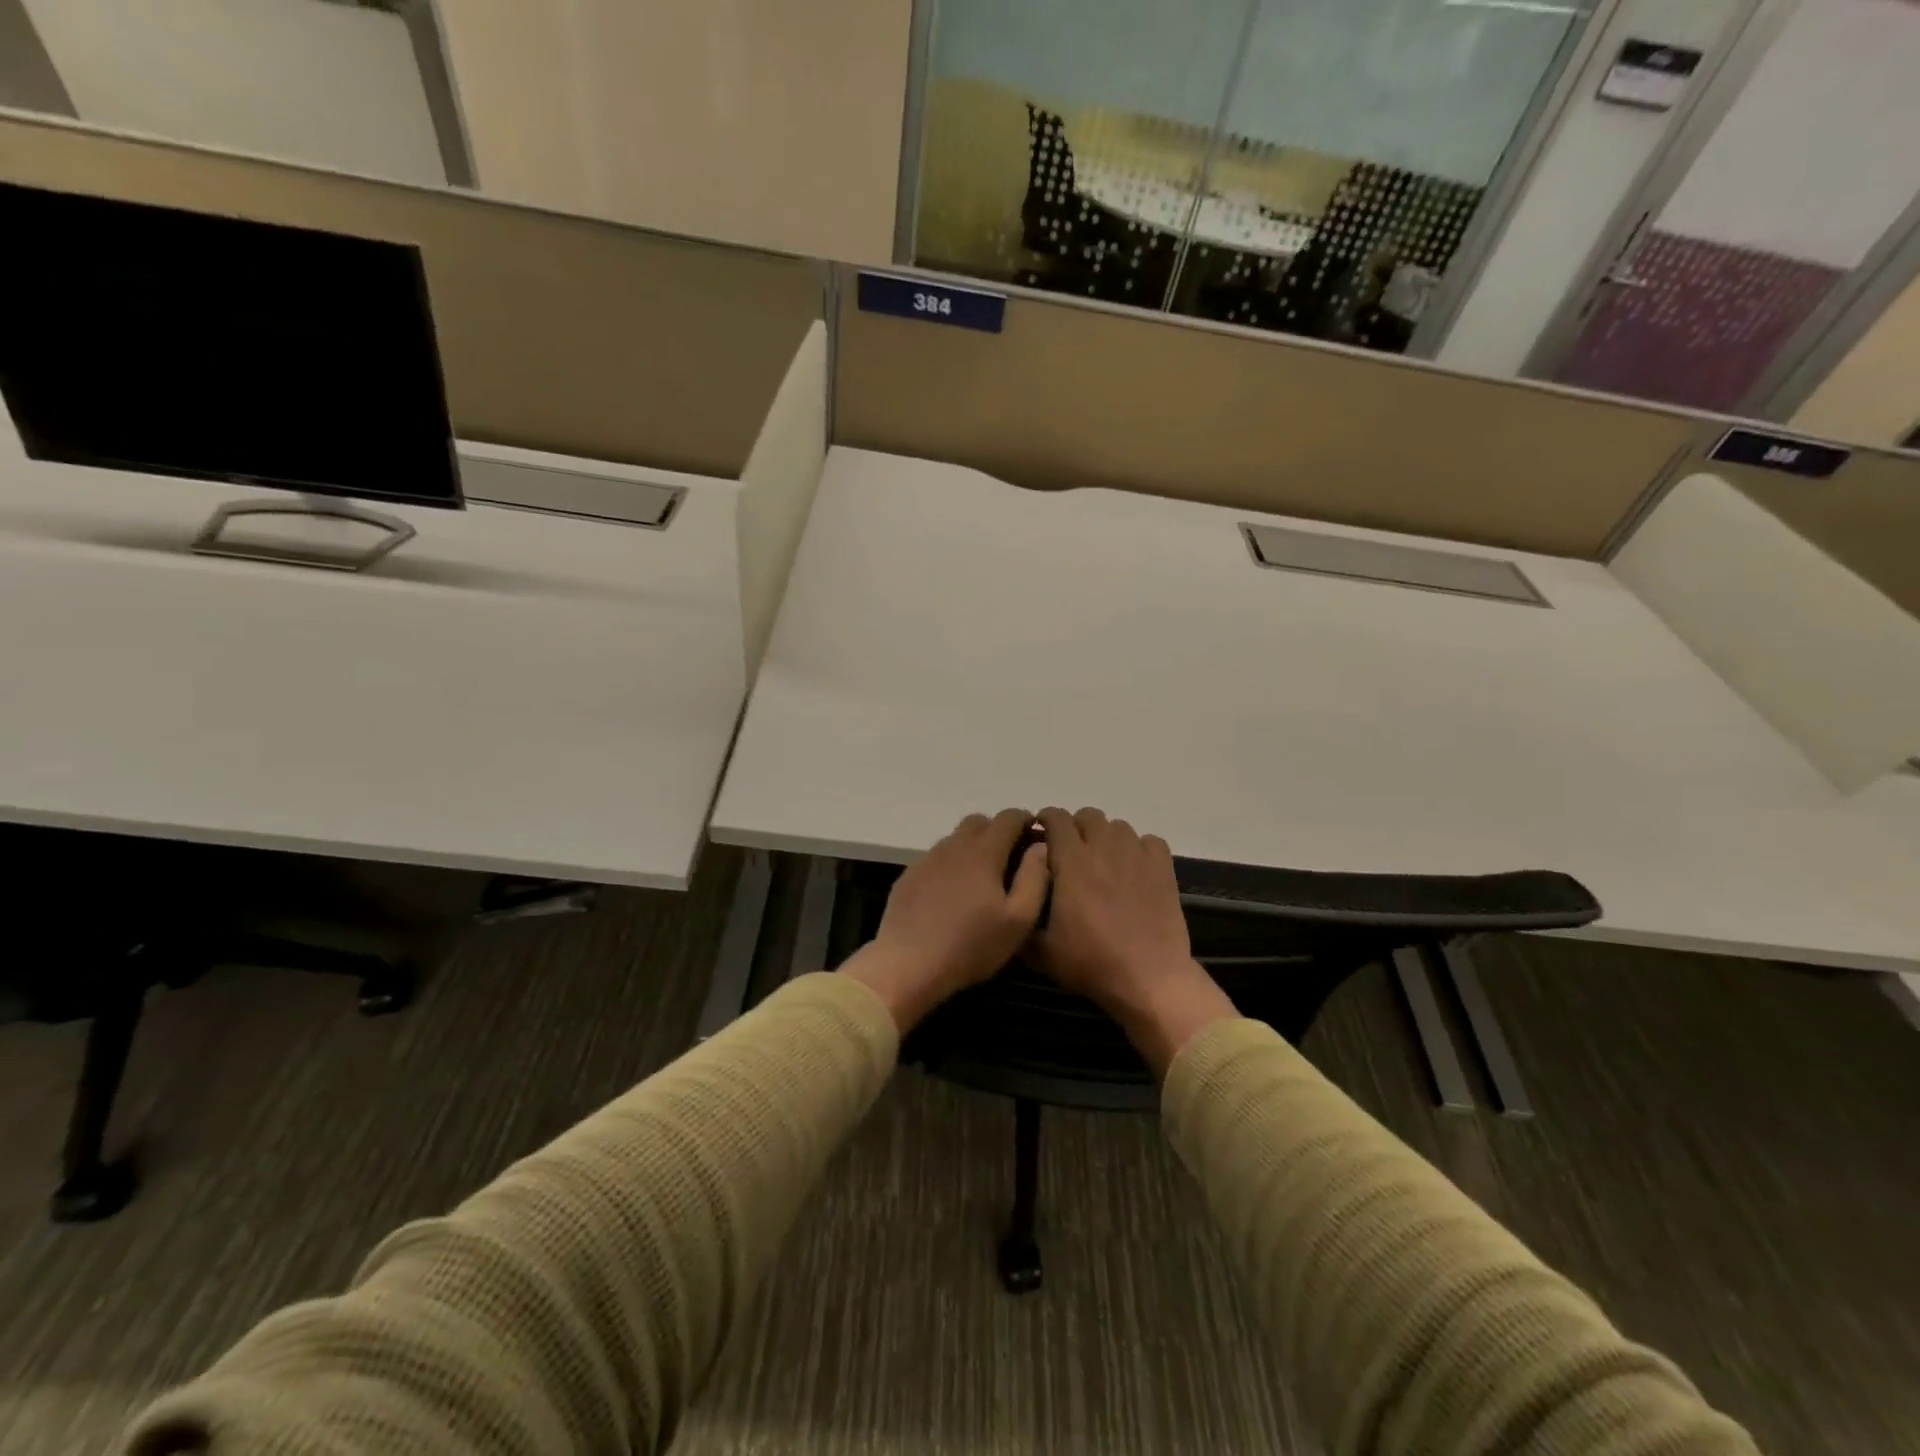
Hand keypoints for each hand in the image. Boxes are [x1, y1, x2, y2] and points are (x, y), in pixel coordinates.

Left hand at [842, 809, 1049, 1031]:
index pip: (1009, 818)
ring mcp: (927, 860)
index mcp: (983, 852)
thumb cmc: (971, 945)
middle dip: (998, 830)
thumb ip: (1034, 878)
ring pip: (955, 839)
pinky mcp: (909, 876)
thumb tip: (1040, 847)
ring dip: (972, 847)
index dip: (1025, 820)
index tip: (1035, 835)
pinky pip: (936, 859)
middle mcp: (953, 846)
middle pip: (979, 821)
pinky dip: (951, 865)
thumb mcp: (1018, 920)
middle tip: (1010, 857)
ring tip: (982, 878)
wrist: (908, 964)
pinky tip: (952, 894)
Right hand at [1030, 807, 1235, 1076]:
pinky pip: (1149, 841)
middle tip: (1071, 851)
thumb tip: (1013, 899)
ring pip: (1118, 826)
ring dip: (1106, 837)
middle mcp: (1104, 848)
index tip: (1040, 835)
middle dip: (1075, 827)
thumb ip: (1023, 917)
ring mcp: (1137, 855)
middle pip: (1088, 816)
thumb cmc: (1091, 962)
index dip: (1045, 820)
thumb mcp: (1041, 952)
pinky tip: (1134, 868)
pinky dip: (1139, 848)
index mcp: (1071, 861)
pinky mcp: (1163, 868)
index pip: (1056, 818)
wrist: (1148, 978)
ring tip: (1103, 860)